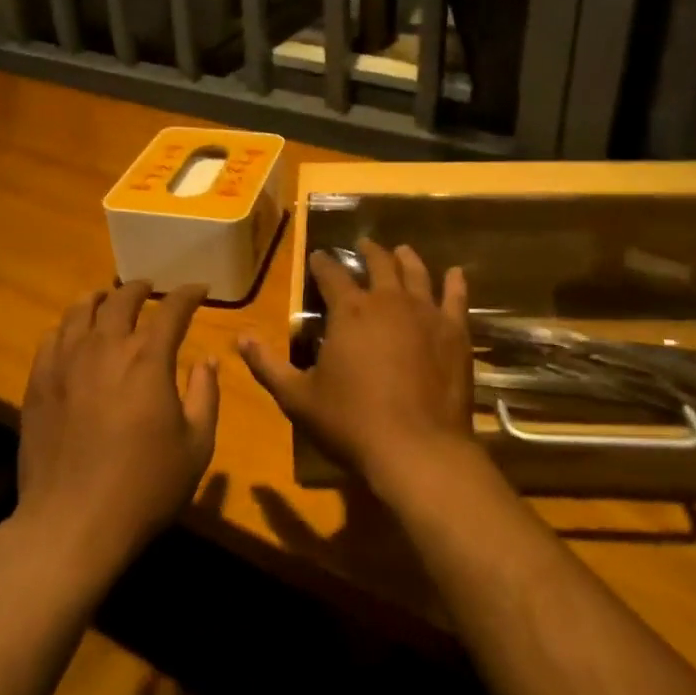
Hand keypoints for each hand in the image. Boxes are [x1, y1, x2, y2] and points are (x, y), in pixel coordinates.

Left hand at [14, 281, 219, 579]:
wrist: (72, 523)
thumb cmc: (145, 487)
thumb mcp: (196, 446)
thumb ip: (206, 395)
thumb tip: (207, 361)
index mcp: (149, 358)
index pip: (172, 309)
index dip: (188, 294)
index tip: (199, 289)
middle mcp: (106, 347)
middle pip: (122, 299)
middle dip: (142, 288)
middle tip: (152, 289)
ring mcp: (66, 362)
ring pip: (81, 310)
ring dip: (102, 298)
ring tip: (109, 299)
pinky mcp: (38, 382)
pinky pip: (52, 337)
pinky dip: (69, 325)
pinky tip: (74, 334)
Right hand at [238, 240, 473, 495]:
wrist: (417, 449)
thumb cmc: (351, 422)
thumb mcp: (298, 398)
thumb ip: (268, 366)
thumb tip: (240, 338)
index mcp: (349, 311)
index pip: (331, 274)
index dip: (323, 263)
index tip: (318, 257)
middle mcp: (388, 300)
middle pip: (378, 263)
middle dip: (368, 252)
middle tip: (364, 245)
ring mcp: (426, 313)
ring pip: (416, 273)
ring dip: (406, 259)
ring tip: (401, 250)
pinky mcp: (454, 332)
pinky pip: (456, 298)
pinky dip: (455, 283)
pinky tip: (456, 274)